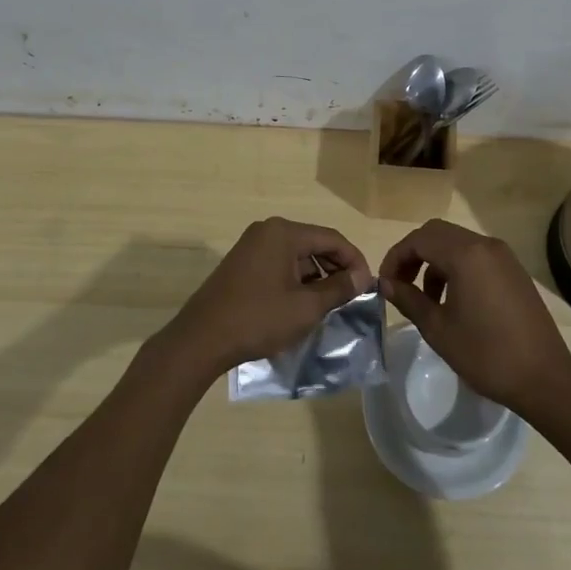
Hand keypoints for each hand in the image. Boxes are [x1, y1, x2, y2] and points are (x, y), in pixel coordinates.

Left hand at [163, 218, 373, 378]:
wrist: (202, 338)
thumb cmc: (258, 319)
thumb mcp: (305, 308)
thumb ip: (337, 289)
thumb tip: (362, 277)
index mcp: (283, 232)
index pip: (331, 238)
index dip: (354, 260)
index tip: (368, 286)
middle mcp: (267, 231)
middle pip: (314, 243)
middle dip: (336, 268)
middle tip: (352, 296)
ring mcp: (252, 245)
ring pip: (297, 255)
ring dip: (316, 276)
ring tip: (330, 304)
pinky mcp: (242, 263)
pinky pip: (279, 264)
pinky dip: (296, 280)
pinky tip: (303, 304)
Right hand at [377, 219, 570, 413]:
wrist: (545, 379)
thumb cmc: (486, 354)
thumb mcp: (438, 329)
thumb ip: (408, 299)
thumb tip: (385, 283)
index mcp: (465, 255)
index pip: (419, 239)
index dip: (396, 257)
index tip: (384, 283)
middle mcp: (485, 245)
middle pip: (437, 233)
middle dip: (414, 255)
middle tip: (400, 284)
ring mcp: (503, 256)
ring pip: (457, 243)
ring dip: (435, 262)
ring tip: (426, 298)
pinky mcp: (514, 270)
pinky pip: (476, 256)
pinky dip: (456, 267)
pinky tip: (454, 300)